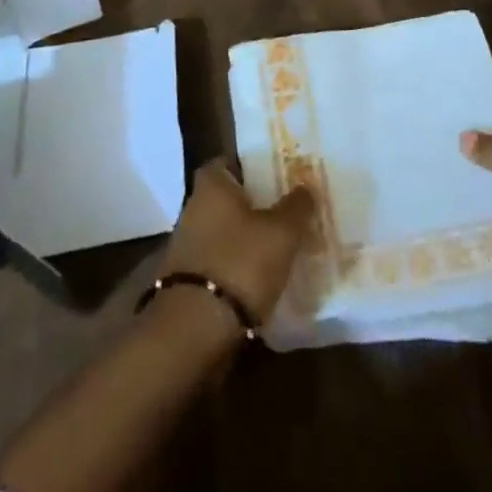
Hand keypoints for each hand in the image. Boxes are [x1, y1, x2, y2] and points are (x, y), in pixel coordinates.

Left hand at [157, 160, 316, 324]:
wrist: (195, 329)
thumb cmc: (240, 263)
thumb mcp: (281, 232)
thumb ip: (296, 207)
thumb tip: (305, 187)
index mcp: (211, 186)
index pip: (224, 162)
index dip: (246, 166)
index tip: (270, 175)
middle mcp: (192, 209)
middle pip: (223, 199)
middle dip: (249, 205)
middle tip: (281, 212)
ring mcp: (185, 247)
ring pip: (220, 232)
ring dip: (241, 239)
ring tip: (275, 248)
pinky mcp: (185, 282)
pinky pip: (216, 263)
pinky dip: (233, 267)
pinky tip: (257, 280)